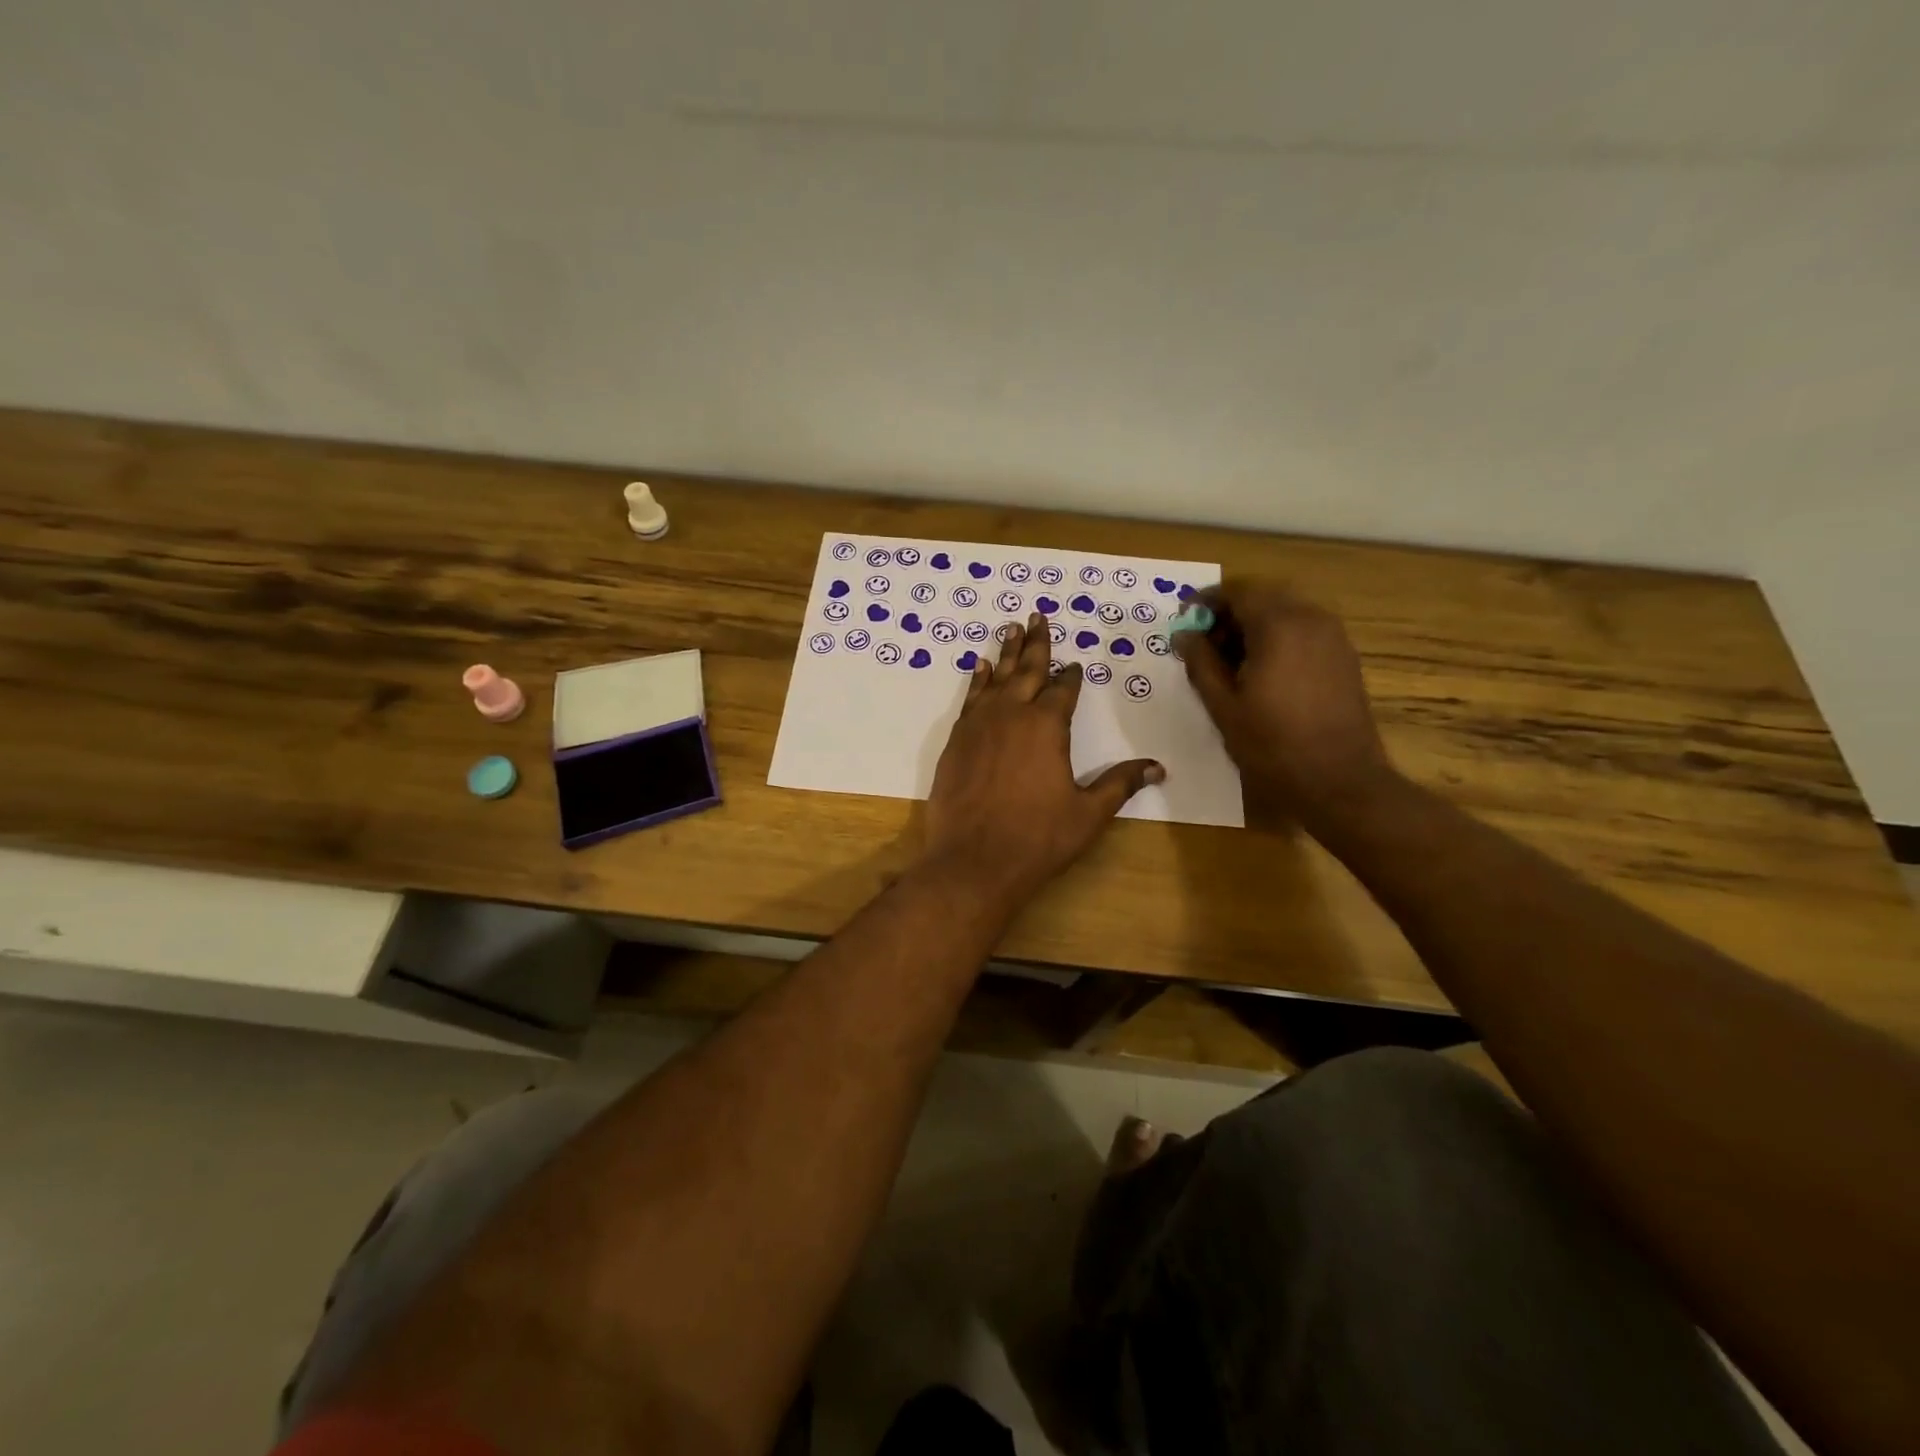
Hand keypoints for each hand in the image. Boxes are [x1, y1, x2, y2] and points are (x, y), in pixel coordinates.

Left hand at [921, 612, 1163, 905]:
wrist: (973, 861)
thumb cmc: (1037, 838)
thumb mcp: (1088, 814)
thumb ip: (1120, 784)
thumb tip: (1158, 767)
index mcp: (1048, 726)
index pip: (1064, 689)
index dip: (1071, 675)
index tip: (1076, 664)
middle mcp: (1012, 715)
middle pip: (1028, 670)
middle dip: (1036, 643)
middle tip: (1036, 615)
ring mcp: (979, 725)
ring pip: (996, 678)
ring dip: (1006, 653)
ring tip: (1010, 627)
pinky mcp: (955, 740)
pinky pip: (970, 699)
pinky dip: (978, 680)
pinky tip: (981, 668)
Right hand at [1179, 583, 1395, 827]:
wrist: (1339, 780)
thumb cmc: (1272, 745)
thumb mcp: (1223, 706)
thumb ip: (1200, 663)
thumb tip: (1184, 634)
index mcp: (1278, 626)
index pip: (1237, 592)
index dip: (1206, 602)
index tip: (1184, 622)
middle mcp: (1310, 619)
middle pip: (1263, 597)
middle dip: (1230, 613)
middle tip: (1204, 643)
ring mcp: (1333, 637)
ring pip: (1285, 612)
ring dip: (1254, 626)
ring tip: (1230, 661)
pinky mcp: (1344, 657)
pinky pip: (1304, 631)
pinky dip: (1278, 638)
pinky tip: (1262, 672)